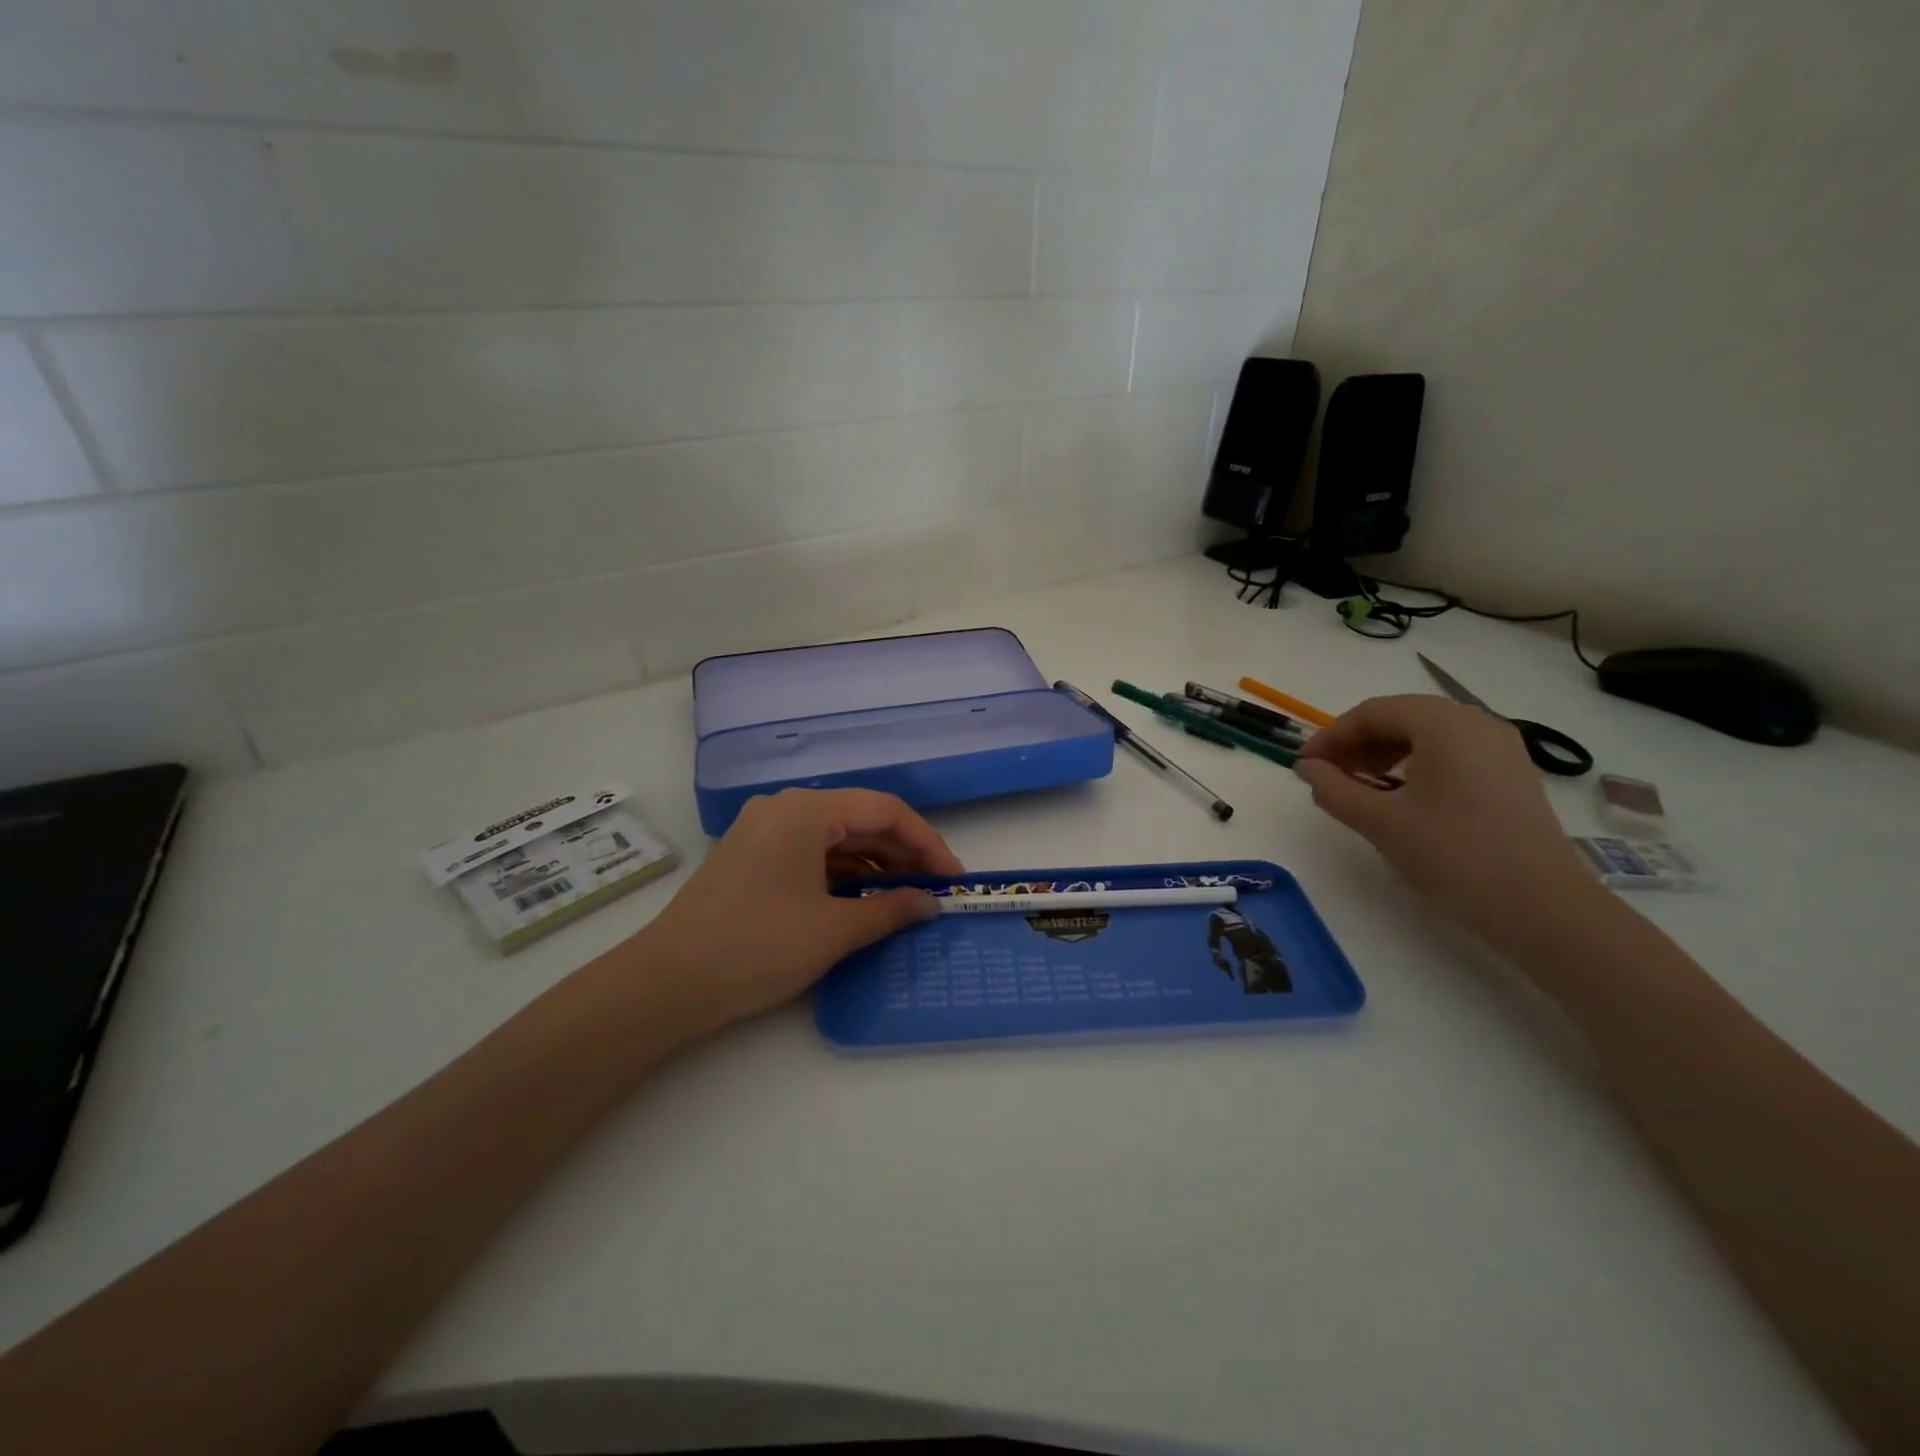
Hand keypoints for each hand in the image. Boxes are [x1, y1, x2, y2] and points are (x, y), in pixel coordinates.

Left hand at [635, 788, 962, 1030]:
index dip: (927, 842)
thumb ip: (891, 911)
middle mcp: (785, 808)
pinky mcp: (752, 857)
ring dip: (874, 867)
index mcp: (806, 810)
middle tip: (935, 892)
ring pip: (836, 839)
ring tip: (906, 901)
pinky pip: (812, 855)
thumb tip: (931, 903)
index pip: (885, 810)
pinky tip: (863, 904)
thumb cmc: (756, 947)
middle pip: (860, 820)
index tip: (953, 877)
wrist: (666, 984)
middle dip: (902, 854)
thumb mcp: (833, 931)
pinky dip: (843, 876)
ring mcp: (764, 831)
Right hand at [1293, 696, 1604, 949]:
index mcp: (1445, 723)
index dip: (1330, 736)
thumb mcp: (1380, 821)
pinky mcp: (1510, 775)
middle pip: (1400, 717)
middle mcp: (1476, 723)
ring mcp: (1500, 748)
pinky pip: (1449, 754)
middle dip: (1356, 744)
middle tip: (1326, 777)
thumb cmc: (1453, 855)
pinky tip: (1398, 799)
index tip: (1304, 766)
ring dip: (1382, 755)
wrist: (1543, 909)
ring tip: (1357, 789)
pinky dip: (1413, 767)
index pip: (1372, 712)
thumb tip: (1307, 768)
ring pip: (1425, 736)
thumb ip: (1333, 789)